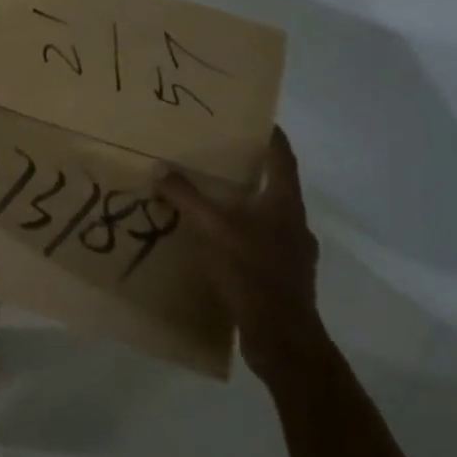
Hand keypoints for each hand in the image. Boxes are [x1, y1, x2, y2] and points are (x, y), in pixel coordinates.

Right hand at [160, 127, 324, 382]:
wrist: (283, 339)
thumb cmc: (252, 272)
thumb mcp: (213, 229)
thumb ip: (187, 198)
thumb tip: (161, 170)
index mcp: (285, 203)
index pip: (282, 156)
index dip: (271, 135)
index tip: (253, 118)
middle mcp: (294, 222)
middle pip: (276, 185)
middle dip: (250, 170)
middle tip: (219, 157)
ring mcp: (294, 252)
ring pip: (269, 216)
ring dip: (245, 205)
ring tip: (213, 200)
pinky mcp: (285, 277)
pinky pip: (262, 244)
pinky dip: (243, 236)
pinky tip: (218, 243)